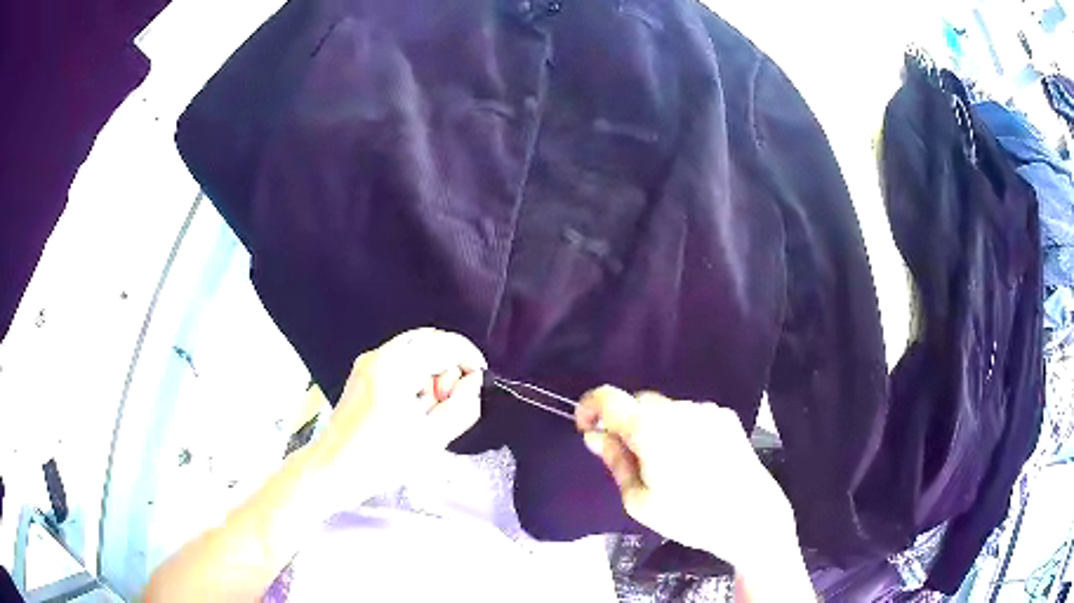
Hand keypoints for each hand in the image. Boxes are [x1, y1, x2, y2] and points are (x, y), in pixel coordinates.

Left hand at [315, 328, 486, 493]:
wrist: (334, 469)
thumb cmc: (382, 459)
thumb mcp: (432, 439)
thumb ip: (462, 406)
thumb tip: (473, 381)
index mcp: (395, 367)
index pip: (445, 344)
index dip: (469, 358)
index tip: (479, 382)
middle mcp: (379, 355)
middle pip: (429, 339)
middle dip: (448, 364)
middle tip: (448, 400)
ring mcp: (367, 362)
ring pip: (415, 348)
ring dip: (432, 370)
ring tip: (429, 409)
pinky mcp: (362, 373)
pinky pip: (399, 361)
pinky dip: (415, 375)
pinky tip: (412, 407)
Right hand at [575, 387, 797, 570]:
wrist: (751, 517)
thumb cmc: (690, 517)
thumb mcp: (640, 501)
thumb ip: (615, 462)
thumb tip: (595, 436)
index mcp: (652, 429)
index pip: (608, 397)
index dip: (589, 407)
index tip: (586, 428)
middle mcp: (679, 409)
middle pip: (638, 402)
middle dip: (625, 424)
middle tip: (630, 460)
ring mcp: (706, 410)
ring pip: (665, 409)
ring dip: (654, 427)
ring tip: (668, 466)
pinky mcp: (725, 417)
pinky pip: (690, 415)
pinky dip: (679, 429)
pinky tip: (693, 460)